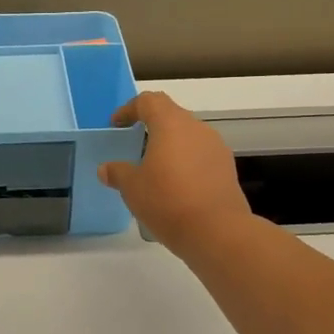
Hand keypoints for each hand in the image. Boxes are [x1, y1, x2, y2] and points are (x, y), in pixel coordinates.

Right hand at [98, 91, 252, 252]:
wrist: (218, 232)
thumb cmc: (168, 201)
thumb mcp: (132, 188)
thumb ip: (118, 173)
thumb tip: (106, 169)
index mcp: (170, 124)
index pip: (149, 101)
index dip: (129, 109)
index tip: (117, 125)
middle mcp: (196, 128)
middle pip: (171, 114)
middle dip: (151, 125)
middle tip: (134, 143)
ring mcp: (216, 147)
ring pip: (188, 135)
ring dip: (171, 144)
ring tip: (155, 167)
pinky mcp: (227, 168)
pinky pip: (201, 154)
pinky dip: (186, 161)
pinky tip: (176, 184)